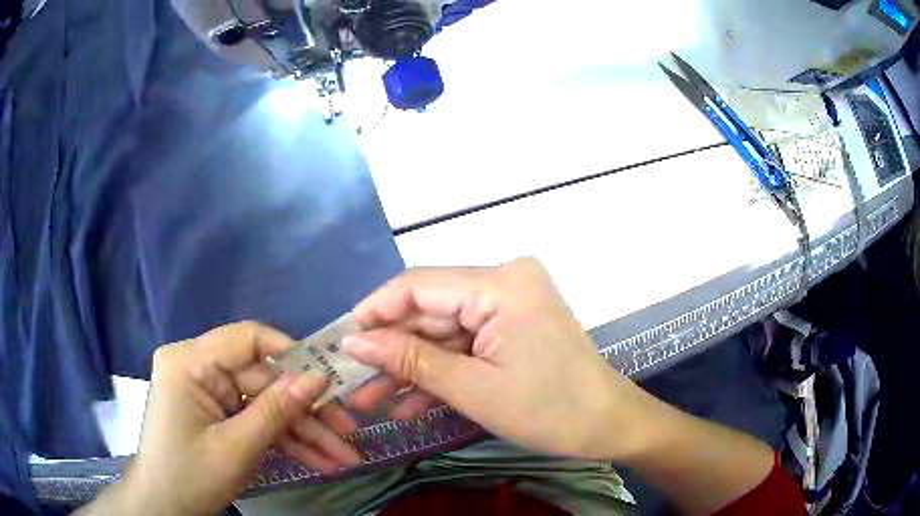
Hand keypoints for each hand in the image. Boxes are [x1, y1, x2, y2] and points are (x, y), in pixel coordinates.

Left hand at [81, 322, 360, 515]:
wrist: (164, 507)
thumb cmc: (190, 477)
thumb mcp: (236, 448)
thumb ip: (276, 410)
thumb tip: (318, 377)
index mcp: (190, 362)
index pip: (247, 339)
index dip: (291, 356)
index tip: (329, 382)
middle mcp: (198, 368)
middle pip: (264, 381)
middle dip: (307, 414)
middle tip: (348, 437)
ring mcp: (208, 393)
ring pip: (265, 405)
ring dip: (302, 434)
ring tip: (342, 460)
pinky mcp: (216, 413)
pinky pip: (254, 420)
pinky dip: (284, 442)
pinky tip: (318, 462)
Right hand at [344, 258, 653, 459]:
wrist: (607, 425)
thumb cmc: (550, 411)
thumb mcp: (473, 390)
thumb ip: (410, 361)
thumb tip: (353, 343)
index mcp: (501, 284)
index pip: (418, 284)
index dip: (375, 312)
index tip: (343, 343)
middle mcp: (504, 280)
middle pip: (429, 309)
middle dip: (390, 349)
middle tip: (353, 382)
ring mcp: (509, 302)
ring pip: (442, 331)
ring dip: (410, 366)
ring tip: (370, 401)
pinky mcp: (511, 324)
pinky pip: (464, 343)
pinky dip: (439, 370)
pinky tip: (408, 402)